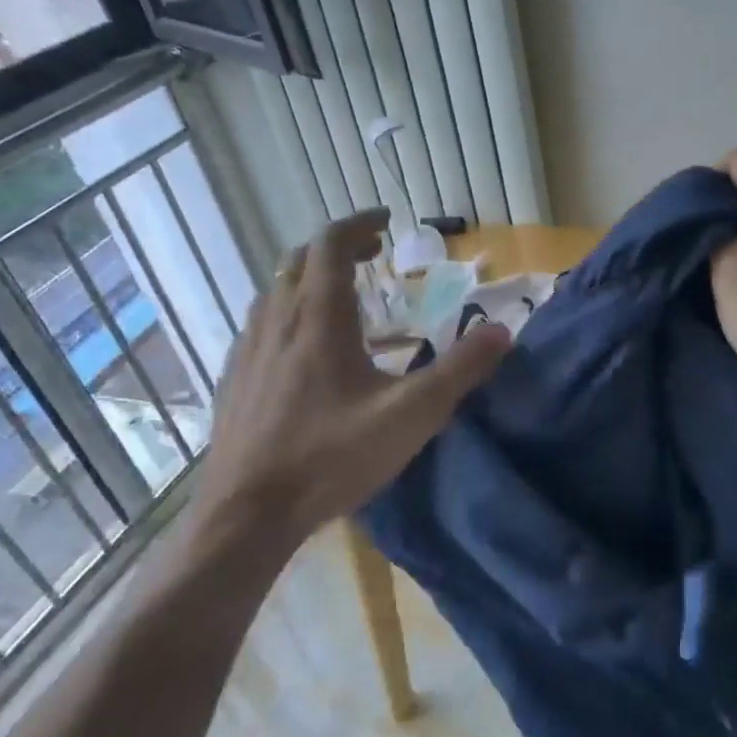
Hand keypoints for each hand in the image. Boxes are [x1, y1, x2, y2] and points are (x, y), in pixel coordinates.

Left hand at [187, 208, 511, 564]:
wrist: (245, 515)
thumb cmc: (331, 456)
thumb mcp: (412, 414)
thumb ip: (461, 370)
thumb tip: (503, 331)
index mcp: (318, 316)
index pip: (331, 243)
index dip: (359, 223)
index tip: (387, 222)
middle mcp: (277, 320)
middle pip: (301, 260)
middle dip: (339, 247)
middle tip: (373, 254)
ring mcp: (248, 349)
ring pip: (276, 291)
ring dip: (310, 279)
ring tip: (343, 296)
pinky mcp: (233, 379)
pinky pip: (262, 324)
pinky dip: (289, 313)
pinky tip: (305, 350)